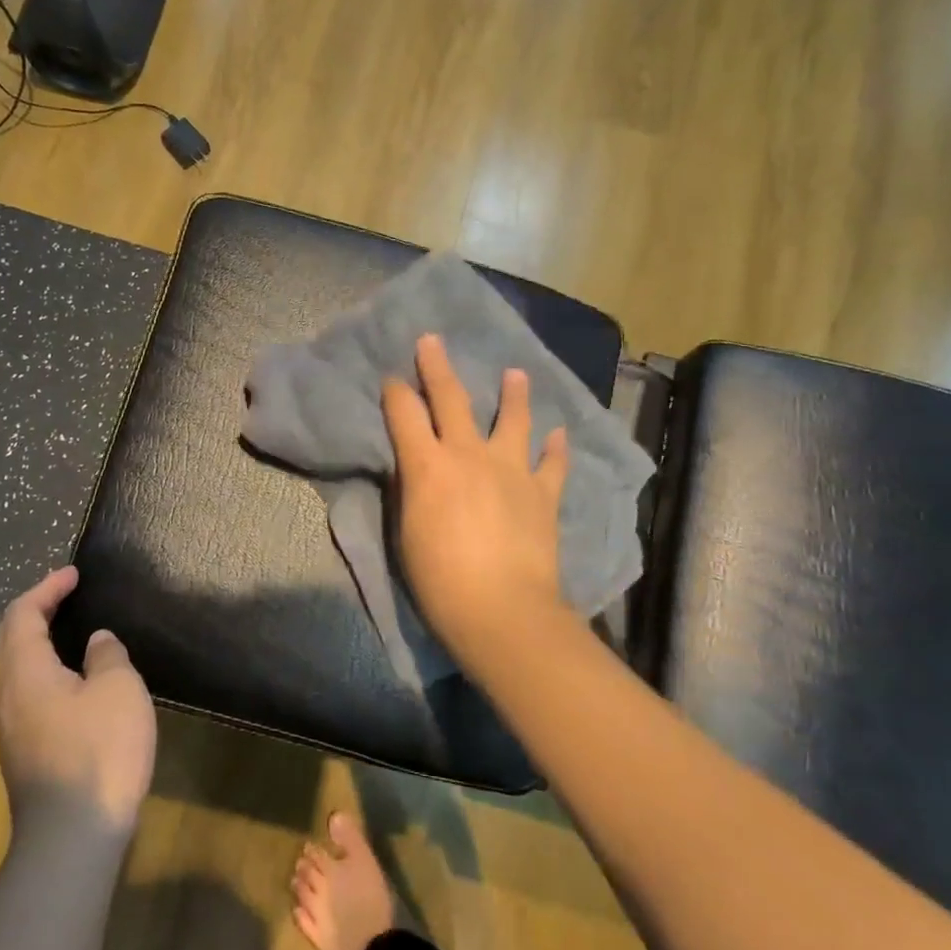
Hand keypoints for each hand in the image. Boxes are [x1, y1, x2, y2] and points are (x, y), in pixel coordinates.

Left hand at [0, 566, 156, 830]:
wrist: (73, 837)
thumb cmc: (99, 751)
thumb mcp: (117, 689)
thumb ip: (106, 656)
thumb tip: (97, 642)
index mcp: (25, 673)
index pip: (22, 615)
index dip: (46, 588)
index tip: (73, 574)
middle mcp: (8, 697)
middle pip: (10, 640)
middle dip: (36, 610)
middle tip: (67, 594)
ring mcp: (13, 729)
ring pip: (17, 669)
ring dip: (40, 641)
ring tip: (73, 630)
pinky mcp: (26, 753)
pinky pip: (29, 692)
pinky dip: (48, 668)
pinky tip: (77, 679)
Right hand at [380, 334, 570, 652]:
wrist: (501, 609)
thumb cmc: (439, 579)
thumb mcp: (406, 531)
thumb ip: (411, 490)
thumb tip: (414, 468)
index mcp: (428, 465)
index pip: (404, 414)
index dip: (395, 392)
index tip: (391, 379)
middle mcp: (469, 455)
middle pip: (451, 398)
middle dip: (437, 367)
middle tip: (432, 340)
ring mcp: (511, 470)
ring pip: (512, 420)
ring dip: (514, 394)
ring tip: (517, 373)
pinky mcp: (542, 494)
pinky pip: (552, 464)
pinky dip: (556, 448)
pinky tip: (559, 433)